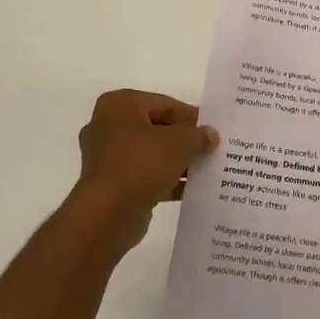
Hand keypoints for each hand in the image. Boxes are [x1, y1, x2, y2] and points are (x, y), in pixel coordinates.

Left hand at [67, 89, 217, 257]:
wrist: (108, 214)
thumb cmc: (142, 164)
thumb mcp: (180, 143)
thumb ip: (198, 135)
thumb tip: (210, 135)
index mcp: (120, 105)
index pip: (165, 104)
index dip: (192, 117)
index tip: (213, 130)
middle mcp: (108, 126)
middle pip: (157, 128)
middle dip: (184, 140)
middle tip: (211, 149)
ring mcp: (106, 156)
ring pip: (151, 153)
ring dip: (177, 162)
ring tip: (205, 170)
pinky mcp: (110, 183)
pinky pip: (144, 174)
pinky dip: (165, 179)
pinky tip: (190, 190)